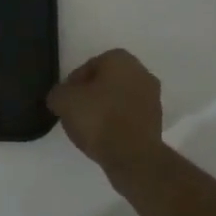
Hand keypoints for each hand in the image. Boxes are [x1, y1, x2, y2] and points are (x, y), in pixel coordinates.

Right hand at [47, 49, 163, 176]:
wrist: (133, 156)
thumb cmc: (98, 118)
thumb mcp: (63, 101)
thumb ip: (58, 93)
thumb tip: (60, 98)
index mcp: (121, 59)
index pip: (89, 66)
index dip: (74, 83)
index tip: (66, 100)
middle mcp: (141, 73)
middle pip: (107, 82)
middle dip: (91, 95)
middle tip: (76, 112)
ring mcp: (153, 98)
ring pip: (120, 99)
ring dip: (106, 109)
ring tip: (89, 128)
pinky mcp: (157, 122)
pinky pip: (129, 117)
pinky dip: (118, 123)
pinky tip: (105, 138)